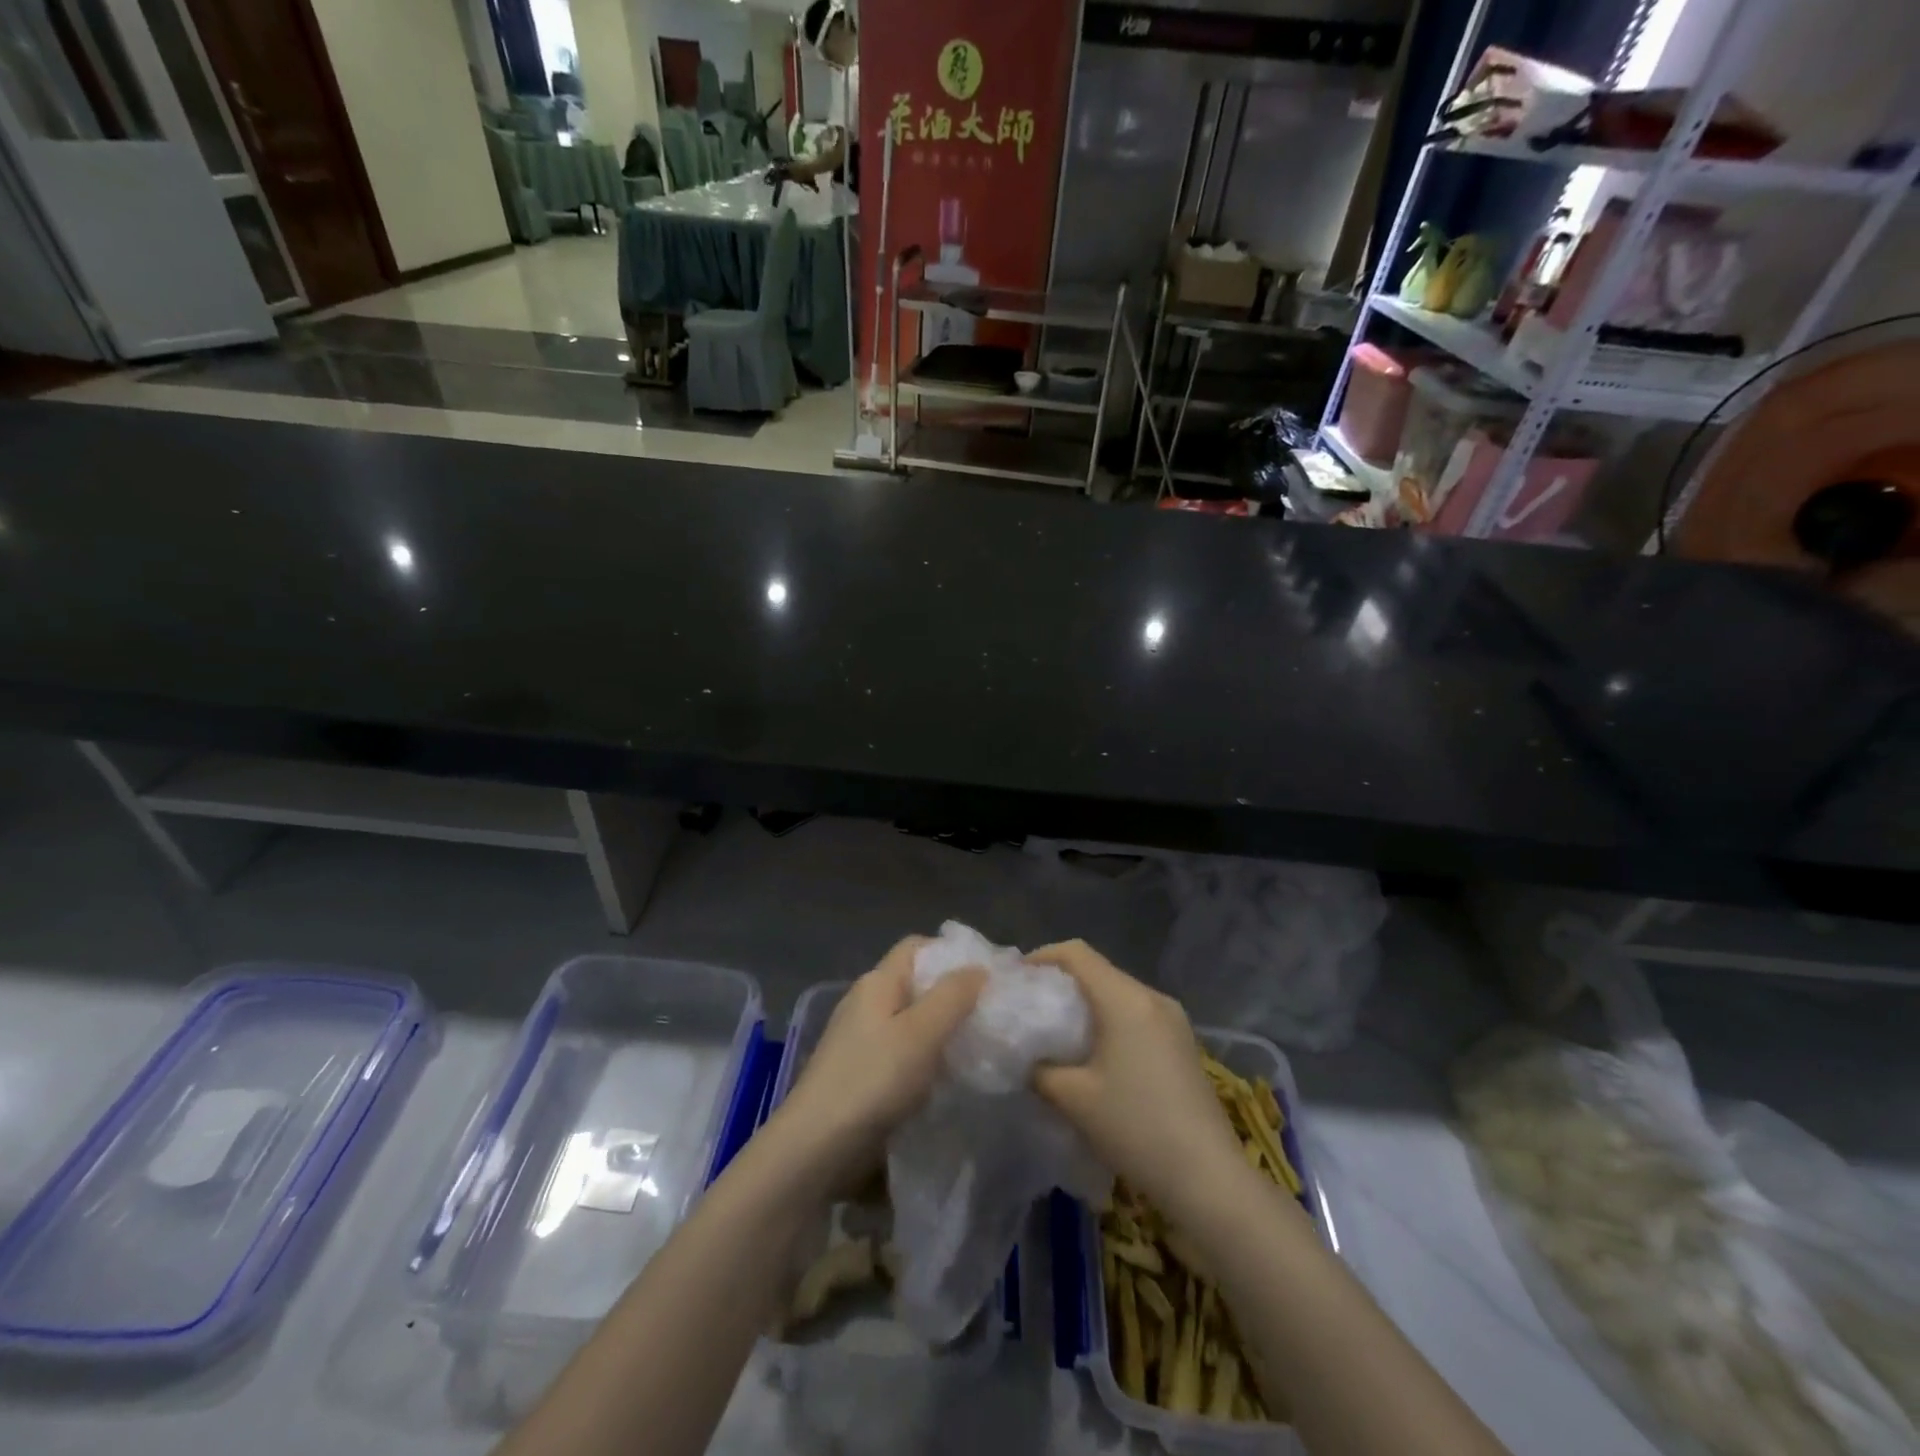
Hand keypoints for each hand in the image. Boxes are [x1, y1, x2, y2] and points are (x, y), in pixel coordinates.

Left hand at [772, 937, 984, 1189]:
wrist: (817, 1148)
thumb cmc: (873, 1079)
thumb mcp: (922, 1032)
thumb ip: (953, 996)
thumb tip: (978, 968)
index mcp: (877, 983)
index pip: (916, 947)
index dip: (951, 953)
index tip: (986, 975)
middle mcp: (866, 1003)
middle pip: (915, 984)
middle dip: (952, 996)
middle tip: (991, 1015)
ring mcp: (860, 1040)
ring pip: (911, 1021)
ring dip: (942, 1031)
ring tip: (978, 1047)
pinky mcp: (861, 1074)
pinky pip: (902, 1053)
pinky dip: (926, 1059)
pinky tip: (947, 1078)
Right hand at [1029, 941, 1243, 1215]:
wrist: (1209, 1179)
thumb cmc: (1135, 1128)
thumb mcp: (1072, 1098)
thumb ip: (1039, 1068)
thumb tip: (1025, 1056)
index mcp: (1125, 998)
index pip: (1076, 953)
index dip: (1041, 957)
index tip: (1016, 981)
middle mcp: (1152, 997)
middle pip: (1098, 971)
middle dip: (1061, 984)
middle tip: (1031, 1010)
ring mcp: (1174, 1020)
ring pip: (1118, 994)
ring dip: (1086, 1006)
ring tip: (1058, 1035)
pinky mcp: (1183, 1044)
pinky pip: (1137, 1015)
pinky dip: (1110, 1022)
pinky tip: (1095, 1056)